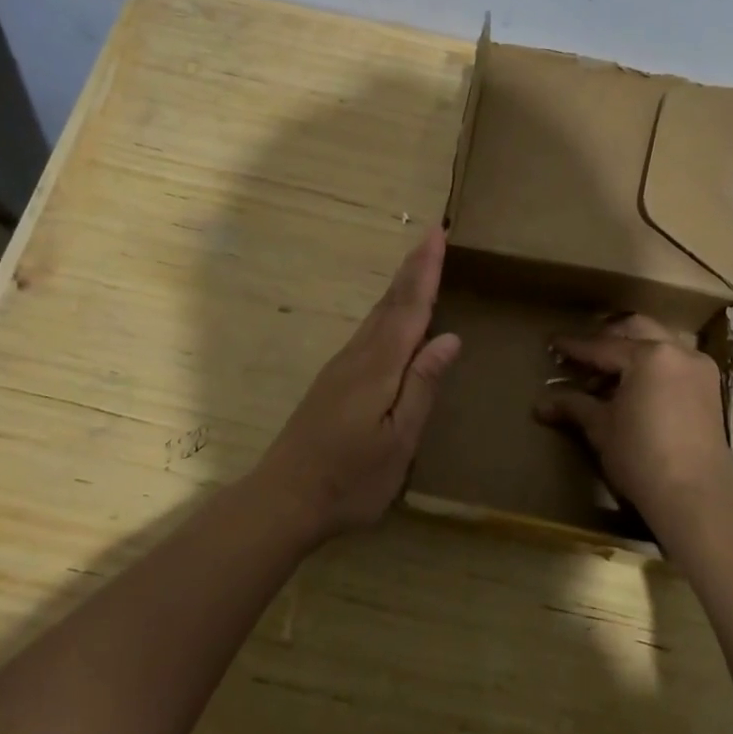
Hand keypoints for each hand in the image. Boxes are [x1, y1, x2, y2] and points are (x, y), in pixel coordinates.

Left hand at [257, 227, 461, 538]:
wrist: (283, 499)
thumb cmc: (350, 478)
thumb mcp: (398, 440)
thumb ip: (422, 386)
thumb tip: (449, 337)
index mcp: (379, 367)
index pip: (410, 307)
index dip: (426, 270)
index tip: (437, 234)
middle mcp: (359, 356)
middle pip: (391, 302)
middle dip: (414, 267)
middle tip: (432, 235)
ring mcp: (342, 367)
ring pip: (378, 315)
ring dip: (401, 285)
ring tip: (419, 264)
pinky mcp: (334, 381)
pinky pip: (370, 331)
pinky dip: (389, 310)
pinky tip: (394, 316)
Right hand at [535, 315, 732, 530]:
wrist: (695, 498)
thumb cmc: (641, 457)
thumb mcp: (601, 428)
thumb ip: (574, 406)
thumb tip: (541, 404)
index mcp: (650, 355)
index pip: (602, 346)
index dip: (574, 347)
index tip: (553, 343)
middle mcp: (678, 352)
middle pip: (635, 331)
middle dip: (606, 338)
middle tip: (582, 354)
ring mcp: (699, 369)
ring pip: (659, 344)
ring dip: (631, 352)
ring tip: (606, 375)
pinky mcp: (710, 390)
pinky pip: (675, 363)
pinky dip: (652, 367)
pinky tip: (634, 388)